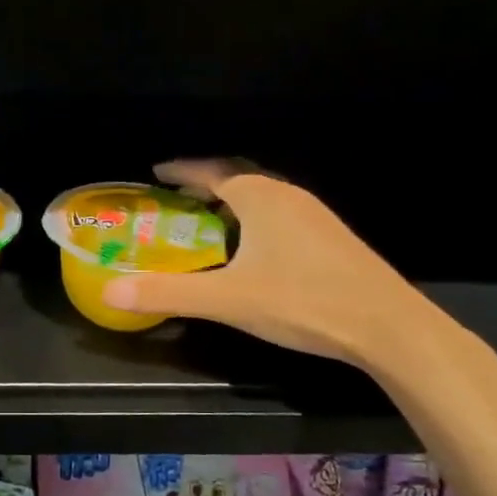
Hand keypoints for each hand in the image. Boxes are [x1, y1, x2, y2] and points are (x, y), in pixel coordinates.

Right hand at [99, 160, 446, 372]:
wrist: (386, 325)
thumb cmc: (301, 301)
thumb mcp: (226, 299)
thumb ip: (168, 293)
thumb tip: (110, 292)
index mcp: (260, 197)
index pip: (212, 171)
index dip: (182, 170)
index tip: (157, 172)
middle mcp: (288, 196)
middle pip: (238, 179)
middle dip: (205, 185)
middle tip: (176, 200)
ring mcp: (315, 216)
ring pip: (262, 199)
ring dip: (232, 205)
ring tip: (207, 224)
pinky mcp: (330, 239)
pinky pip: (280, 217)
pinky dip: (255, 222)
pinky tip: (251, 252)